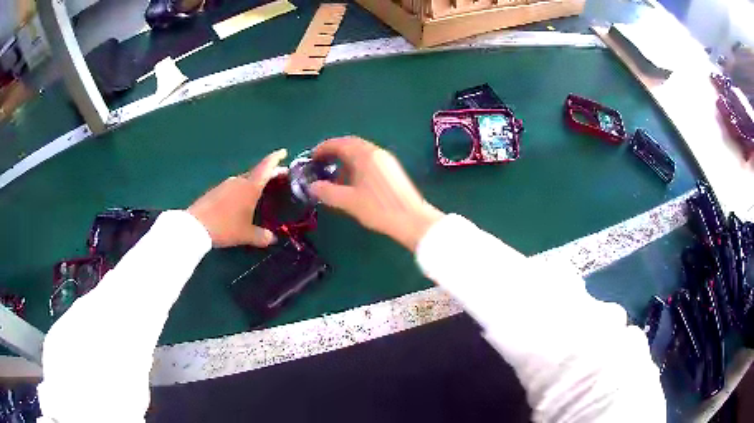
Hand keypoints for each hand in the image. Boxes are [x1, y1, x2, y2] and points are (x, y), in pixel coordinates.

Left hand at [188, 149, 286, 247]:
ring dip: (253, 183)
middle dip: (268, 174)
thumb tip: (273, 239)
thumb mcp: (246, 235)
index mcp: (250, 187)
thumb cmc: (226, 227)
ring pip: (244, 180)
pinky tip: (240, 202)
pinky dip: (241, 191)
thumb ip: (262, 236)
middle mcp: (238, 181)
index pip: (266, 167)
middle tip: (279, 177)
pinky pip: (233, 188)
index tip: (284, 152)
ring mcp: (225, 185)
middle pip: (256, 173)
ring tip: (260, 192)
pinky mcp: (215, 192)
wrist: (196, 226)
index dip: (276, 158)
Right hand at [311, 137, 443, 251]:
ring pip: (361, 154)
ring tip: (333, 176)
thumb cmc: (379, 208)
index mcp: (365, 155)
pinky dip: (356, 167)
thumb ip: (327, 192)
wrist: (412, 220)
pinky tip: (352, 183)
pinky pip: (369, 162)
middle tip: (320, 163)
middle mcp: (377, 153)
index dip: (323, 148)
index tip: (311, 157)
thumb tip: (312, 187)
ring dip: (345, 160)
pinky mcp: (392, 171)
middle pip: (351, 145)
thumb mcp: (349, 201)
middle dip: (334, 152)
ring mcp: (387, 161)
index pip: (340, 143)